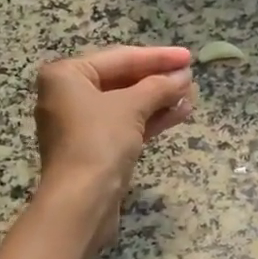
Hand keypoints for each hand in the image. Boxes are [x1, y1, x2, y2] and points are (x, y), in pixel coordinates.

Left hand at [34, 46, 195, 254]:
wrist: (81, 202)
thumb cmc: (99, 142)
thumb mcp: (131, 107)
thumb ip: (159, 87)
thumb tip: (183, 77)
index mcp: (66, 76)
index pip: (119, 58)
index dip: (157, 57)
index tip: (188, 56)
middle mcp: (67, 96)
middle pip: (121, 80)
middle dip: (158, 80)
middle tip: (190, 77)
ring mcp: (80, 125)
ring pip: (126, 105)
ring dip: (158, 100)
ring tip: (191, 95)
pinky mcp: (93, 149)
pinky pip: (125, 125)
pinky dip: (149, 119)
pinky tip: (179, 113)